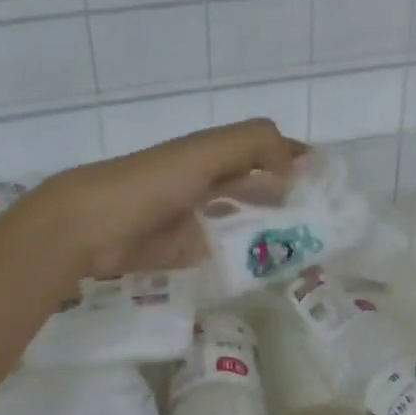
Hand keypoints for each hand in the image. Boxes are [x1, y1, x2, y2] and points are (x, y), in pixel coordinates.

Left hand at [13, 119, 301, 279]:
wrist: (90, 227)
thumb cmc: (152, 181)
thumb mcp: (206, 151)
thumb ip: (254, 144)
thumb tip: (294, 169)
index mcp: (213, 153)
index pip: (264, 150)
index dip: (293, 160)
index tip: (326, 183)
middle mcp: (208, 182)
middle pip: (258, 188)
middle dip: (289, 201)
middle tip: (324, 225)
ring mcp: (196, 220)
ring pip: (245, 223)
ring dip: (271, 233)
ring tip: (305, 251)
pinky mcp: (185, 254)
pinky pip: (224, 255)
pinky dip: (245, 260)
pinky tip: (268, 270)